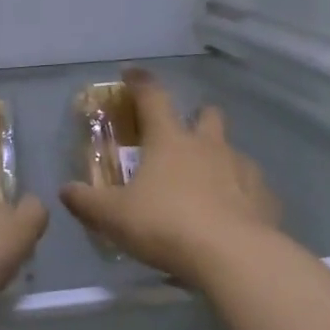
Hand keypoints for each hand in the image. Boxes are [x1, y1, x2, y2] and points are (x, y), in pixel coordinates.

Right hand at [60, 69, 280, 288]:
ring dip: (219, 159)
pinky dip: (241, 195)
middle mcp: (208, 146)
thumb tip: (65, 190)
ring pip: (232, 150)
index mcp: (170, 140)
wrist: (234, 257)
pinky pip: (252, 188)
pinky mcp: (264, 198)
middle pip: (207, 115)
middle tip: (183, 135)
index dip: (140, 82)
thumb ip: (87, 202)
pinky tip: (231, 216)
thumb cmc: (167, 225)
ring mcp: (241, 169)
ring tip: (207, 185)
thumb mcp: (114, 217)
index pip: (152, 97)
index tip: (131, 73)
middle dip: (196, 117)